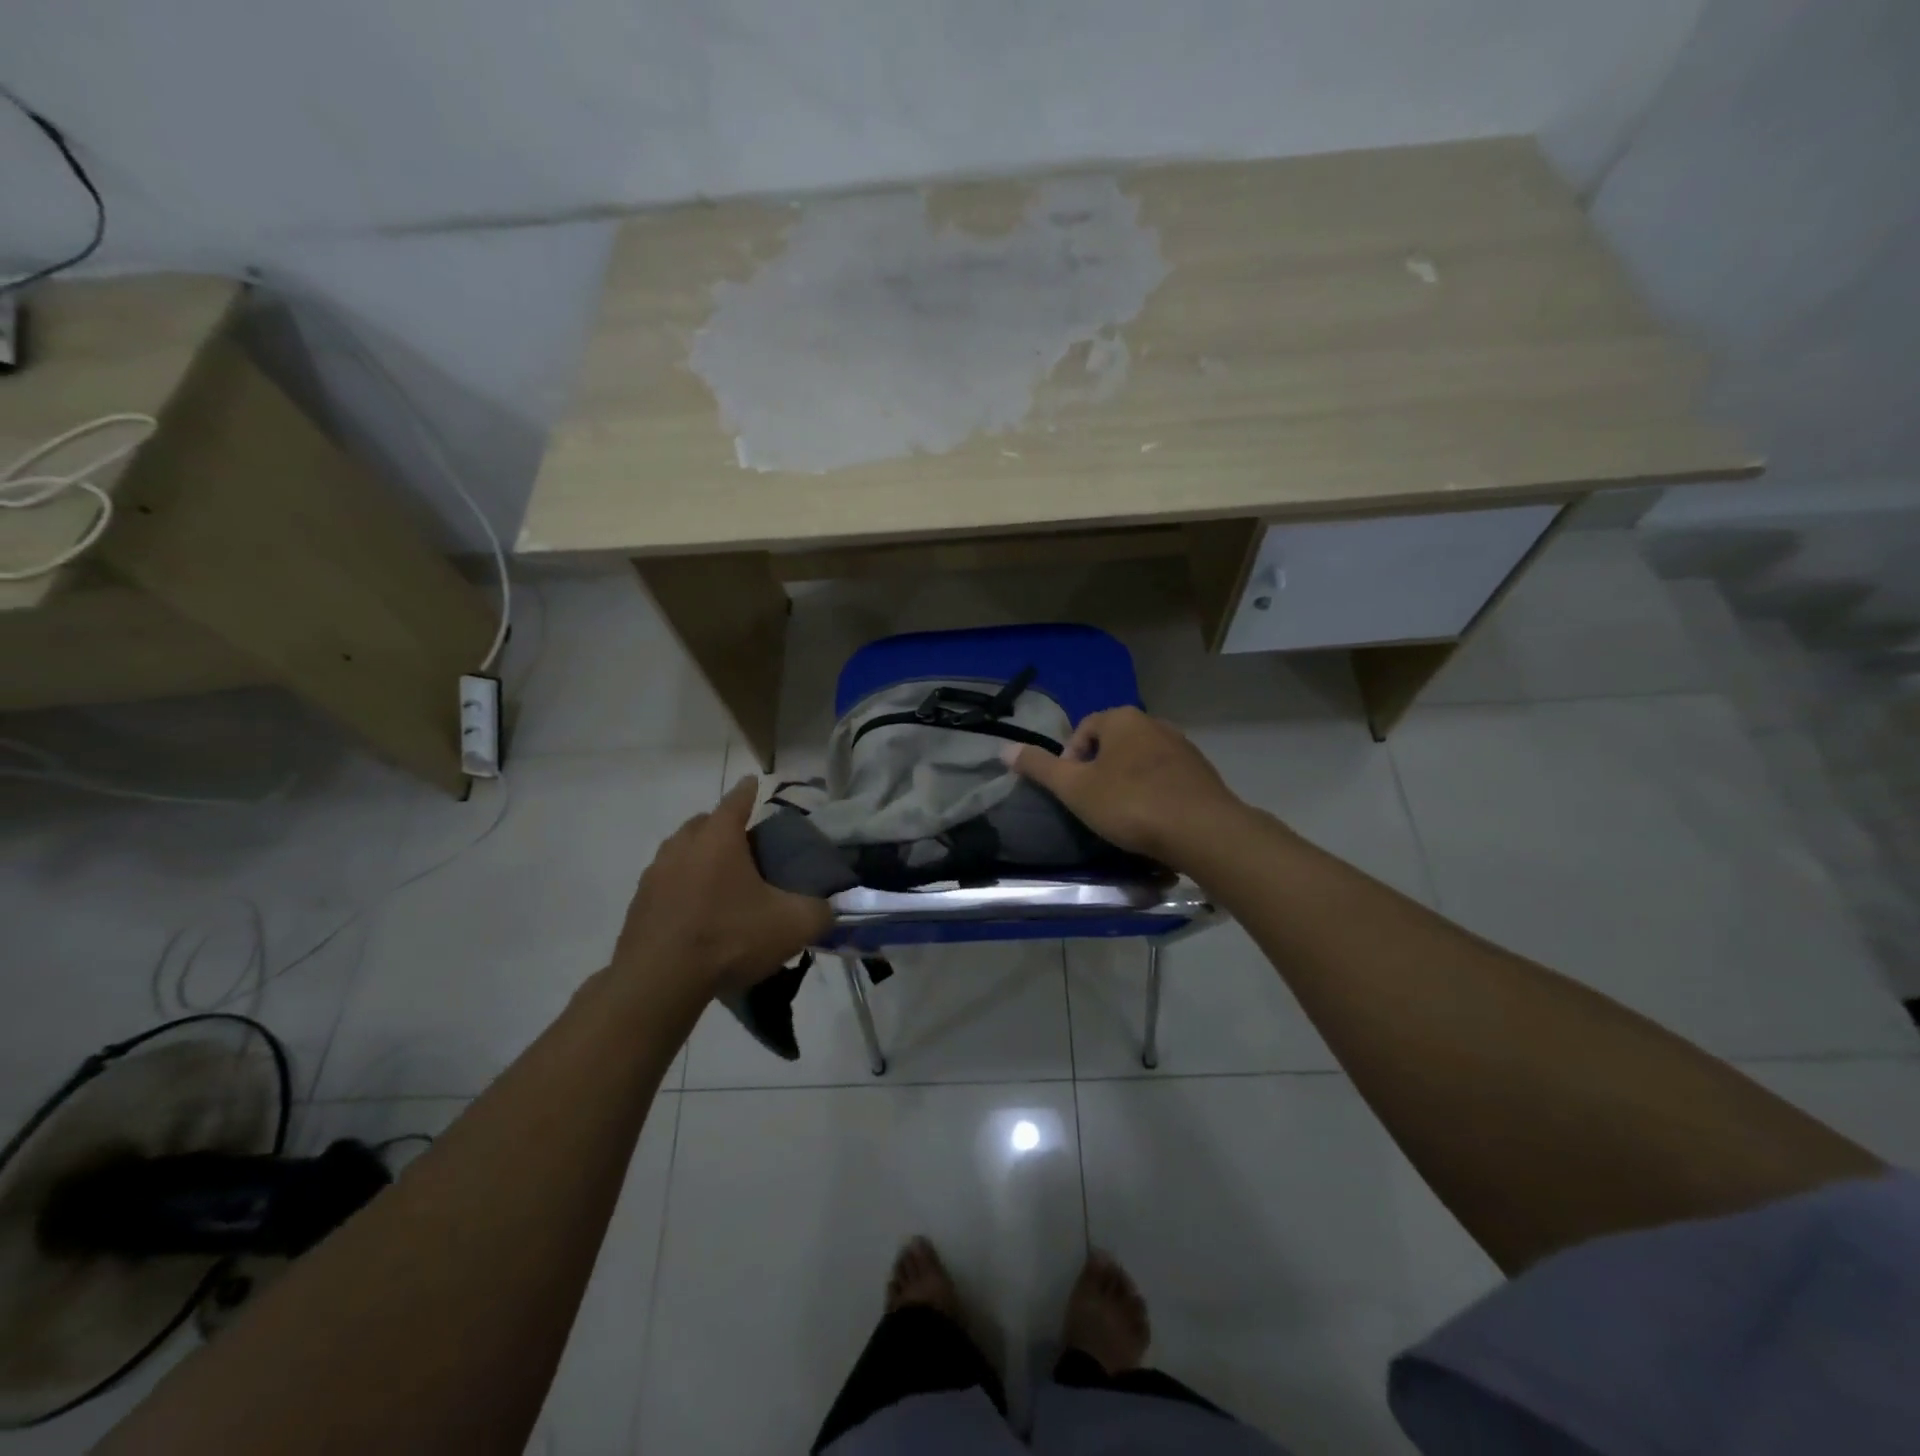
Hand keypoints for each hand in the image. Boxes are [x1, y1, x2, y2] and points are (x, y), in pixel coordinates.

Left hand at [611, 777, 832, 1002]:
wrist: (658, 983)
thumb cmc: (728, 938)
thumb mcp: (791, 926)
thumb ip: (820, 911)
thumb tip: (830, 908)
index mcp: (718, 837)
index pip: (737, 799)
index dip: (750, 790)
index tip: (755, 783)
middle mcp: (682, 846)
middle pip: (704, 823)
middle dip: (723, 827)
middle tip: (746, 847)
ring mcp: (654, 875)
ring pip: (681, 853)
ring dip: (700, 859)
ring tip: (722, 883)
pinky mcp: (639, 905)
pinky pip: (666, 885)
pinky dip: (682, 889)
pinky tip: (698, 915)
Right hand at [1004, 707, 1247, 868]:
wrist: (1203, 830)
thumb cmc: (1130, 804)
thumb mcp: (1075, 788)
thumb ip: (1040, 767)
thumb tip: (1004, 748)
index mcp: (1122, 719)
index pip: (1084, 729)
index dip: (1070, 759)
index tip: (1072, 791)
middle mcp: (1154, 723)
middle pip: (1114, 743)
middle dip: (1100, 770)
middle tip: (1094, 804)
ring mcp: (1183, 747)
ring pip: (1142, 761)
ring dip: (1128, 782)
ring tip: (1123, 816)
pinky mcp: (1202, 773)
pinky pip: (1166, 778)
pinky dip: (1154, 793)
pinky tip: (1153, 820)